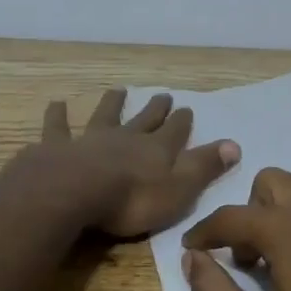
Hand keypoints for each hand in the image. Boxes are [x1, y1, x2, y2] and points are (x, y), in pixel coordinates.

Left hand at [40, 89, 239, 239]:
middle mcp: (126, 138)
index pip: (174, 132)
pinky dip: (58, 115)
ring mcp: (91, 140)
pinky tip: (56, 103)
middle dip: (155, 109)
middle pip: (144, 120)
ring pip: (105, 116)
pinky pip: (59, 128)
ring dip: (112, 104)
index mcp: (156, 151)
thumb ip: (204, 167)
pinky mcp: (59, 148)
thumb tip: (234, 144)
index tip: (187, 108)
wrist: (75, 192)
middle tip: (163, 95)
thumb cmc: (132, 199)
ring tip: (117, 90)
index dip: (182, 122)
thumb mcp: (179, 189)